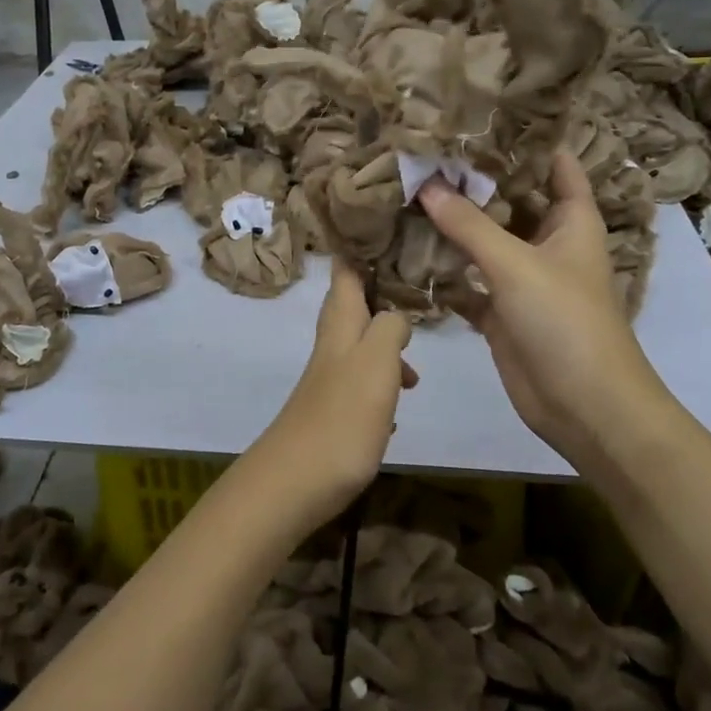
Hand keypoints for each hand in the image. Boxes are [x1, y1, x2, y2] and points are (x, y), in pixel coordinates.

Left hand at [245, 260, 414, 532]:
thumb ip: (389, 327)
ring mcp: (329, 380)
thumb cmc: (341, 417)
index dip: (358, 247)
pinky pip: (362, 385)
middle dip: (378, 295)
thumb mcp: (375, 361)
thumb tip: (397, 315)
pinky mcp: (333, 413)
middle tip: (411, 288)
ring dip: (386, 346)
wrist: (295, 483)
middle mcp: (331, 347)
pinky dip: (382, 384)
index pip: (345, 272)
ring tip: (415, 370)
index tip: (381, 227)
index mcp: (340, 326)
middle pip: (352, 307)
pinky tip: (397, 406)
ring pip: (360, 347)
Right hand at [418, 150, 667, 461]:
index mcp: (571, 221)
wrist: (584, 406)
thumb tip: (425, 184)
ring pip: (484, 240)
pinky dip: (444, 270)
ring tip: (408, 189)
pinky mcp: (500, 310)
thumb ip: (469, 224)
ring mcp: (522, 278)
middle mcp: (547, 243)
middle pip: (510, 200)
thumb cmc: (565, 321)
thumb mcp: (516, 265)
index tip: (482, 115)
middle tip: (426, 151)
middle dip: (474, 180)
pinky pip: (467, 280)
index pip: (555, 165)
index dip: (526, 139)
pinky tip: (407, 250)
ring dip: (454, 224)